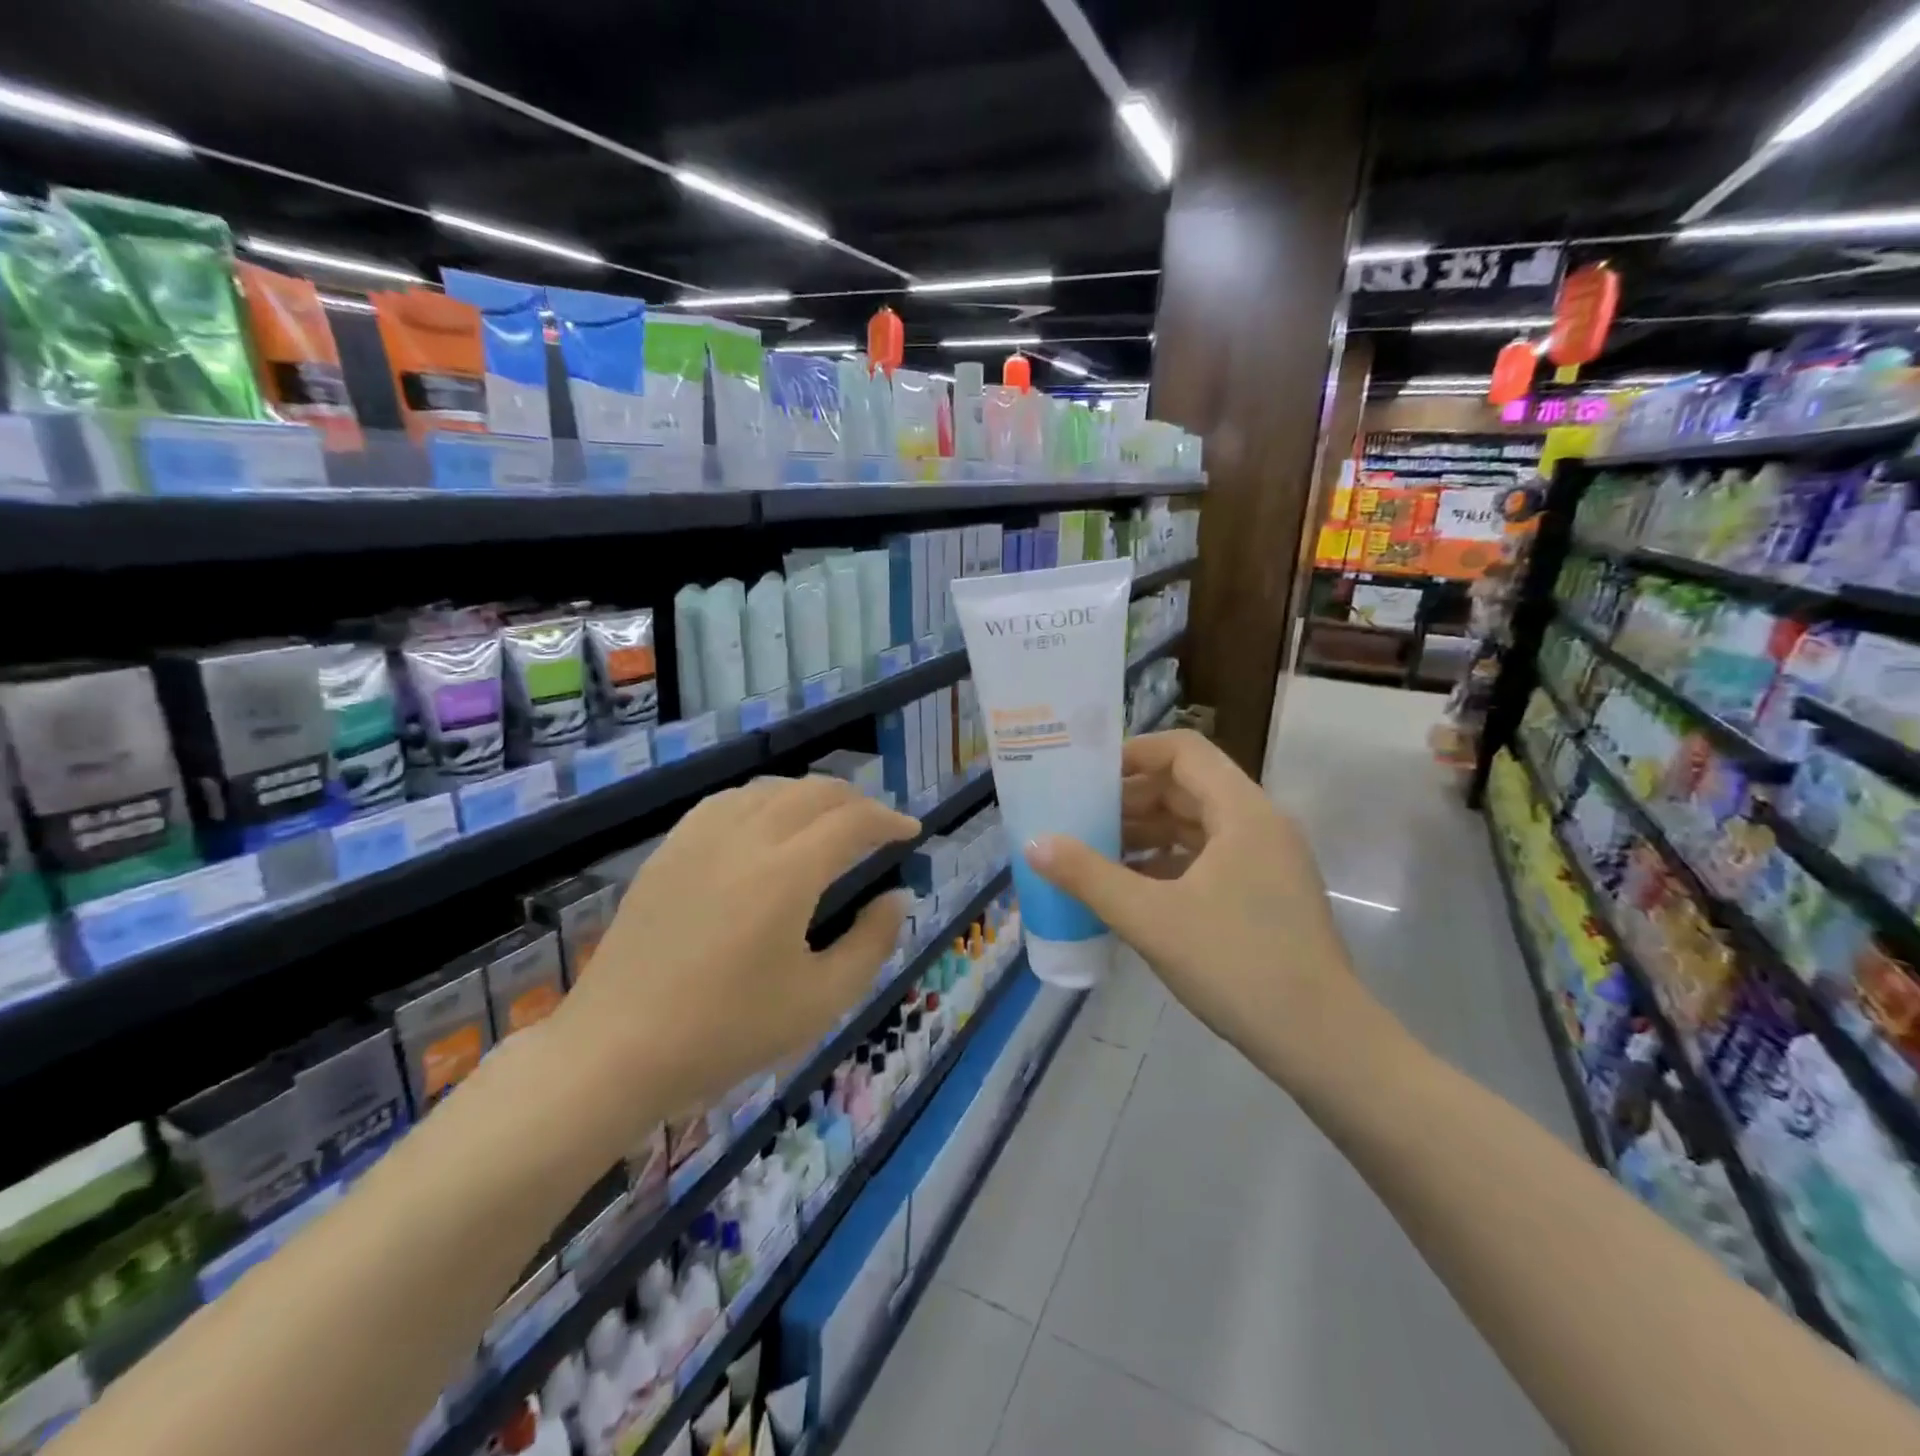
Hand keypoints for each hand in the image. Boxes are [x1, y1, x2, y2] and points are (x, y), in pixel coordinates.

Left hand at [551, 776, 918, 1132]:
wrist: (616, 1050)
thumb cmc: (726, 1032)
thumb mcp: (820, 1001)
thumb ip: (871, 943)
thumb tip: (897, 898)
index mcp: (786, 873)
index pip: (852, 821)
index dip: (889, 820)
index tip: (911, 831)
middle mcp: (745, 838)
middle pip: (813, 792)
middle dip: (855, 800)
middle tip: (877, 825)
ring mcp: (700, 839)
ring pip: (769, 789)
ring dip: (810, 796)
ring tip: (828, 820)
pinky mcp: (669, 851)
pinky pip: (727, 802)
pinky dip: (763, 800)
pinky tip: (765, 823)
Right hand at [1027, 730, 1362, 1085]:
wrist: (1323, 1043)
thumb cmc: (1237, 965)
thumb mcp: (1152, 919)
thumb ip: (1089, 877)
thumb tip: (1035, 844)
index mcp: (1242, 812)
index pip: (1183, 751)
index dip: (1133, 754)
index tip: (1087, 776)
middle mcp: (1259, 824)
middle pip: (1187, 787)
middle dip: (1131, 798)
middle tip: (1079, 817)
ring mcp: (1266, 861)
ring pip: (1196, 826)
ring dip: (1146, 832)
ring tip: (1094, 852)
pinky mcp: (1265, 894)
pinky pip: (1207, 859)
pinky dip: (1167, 862)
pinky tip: (1131, 887)